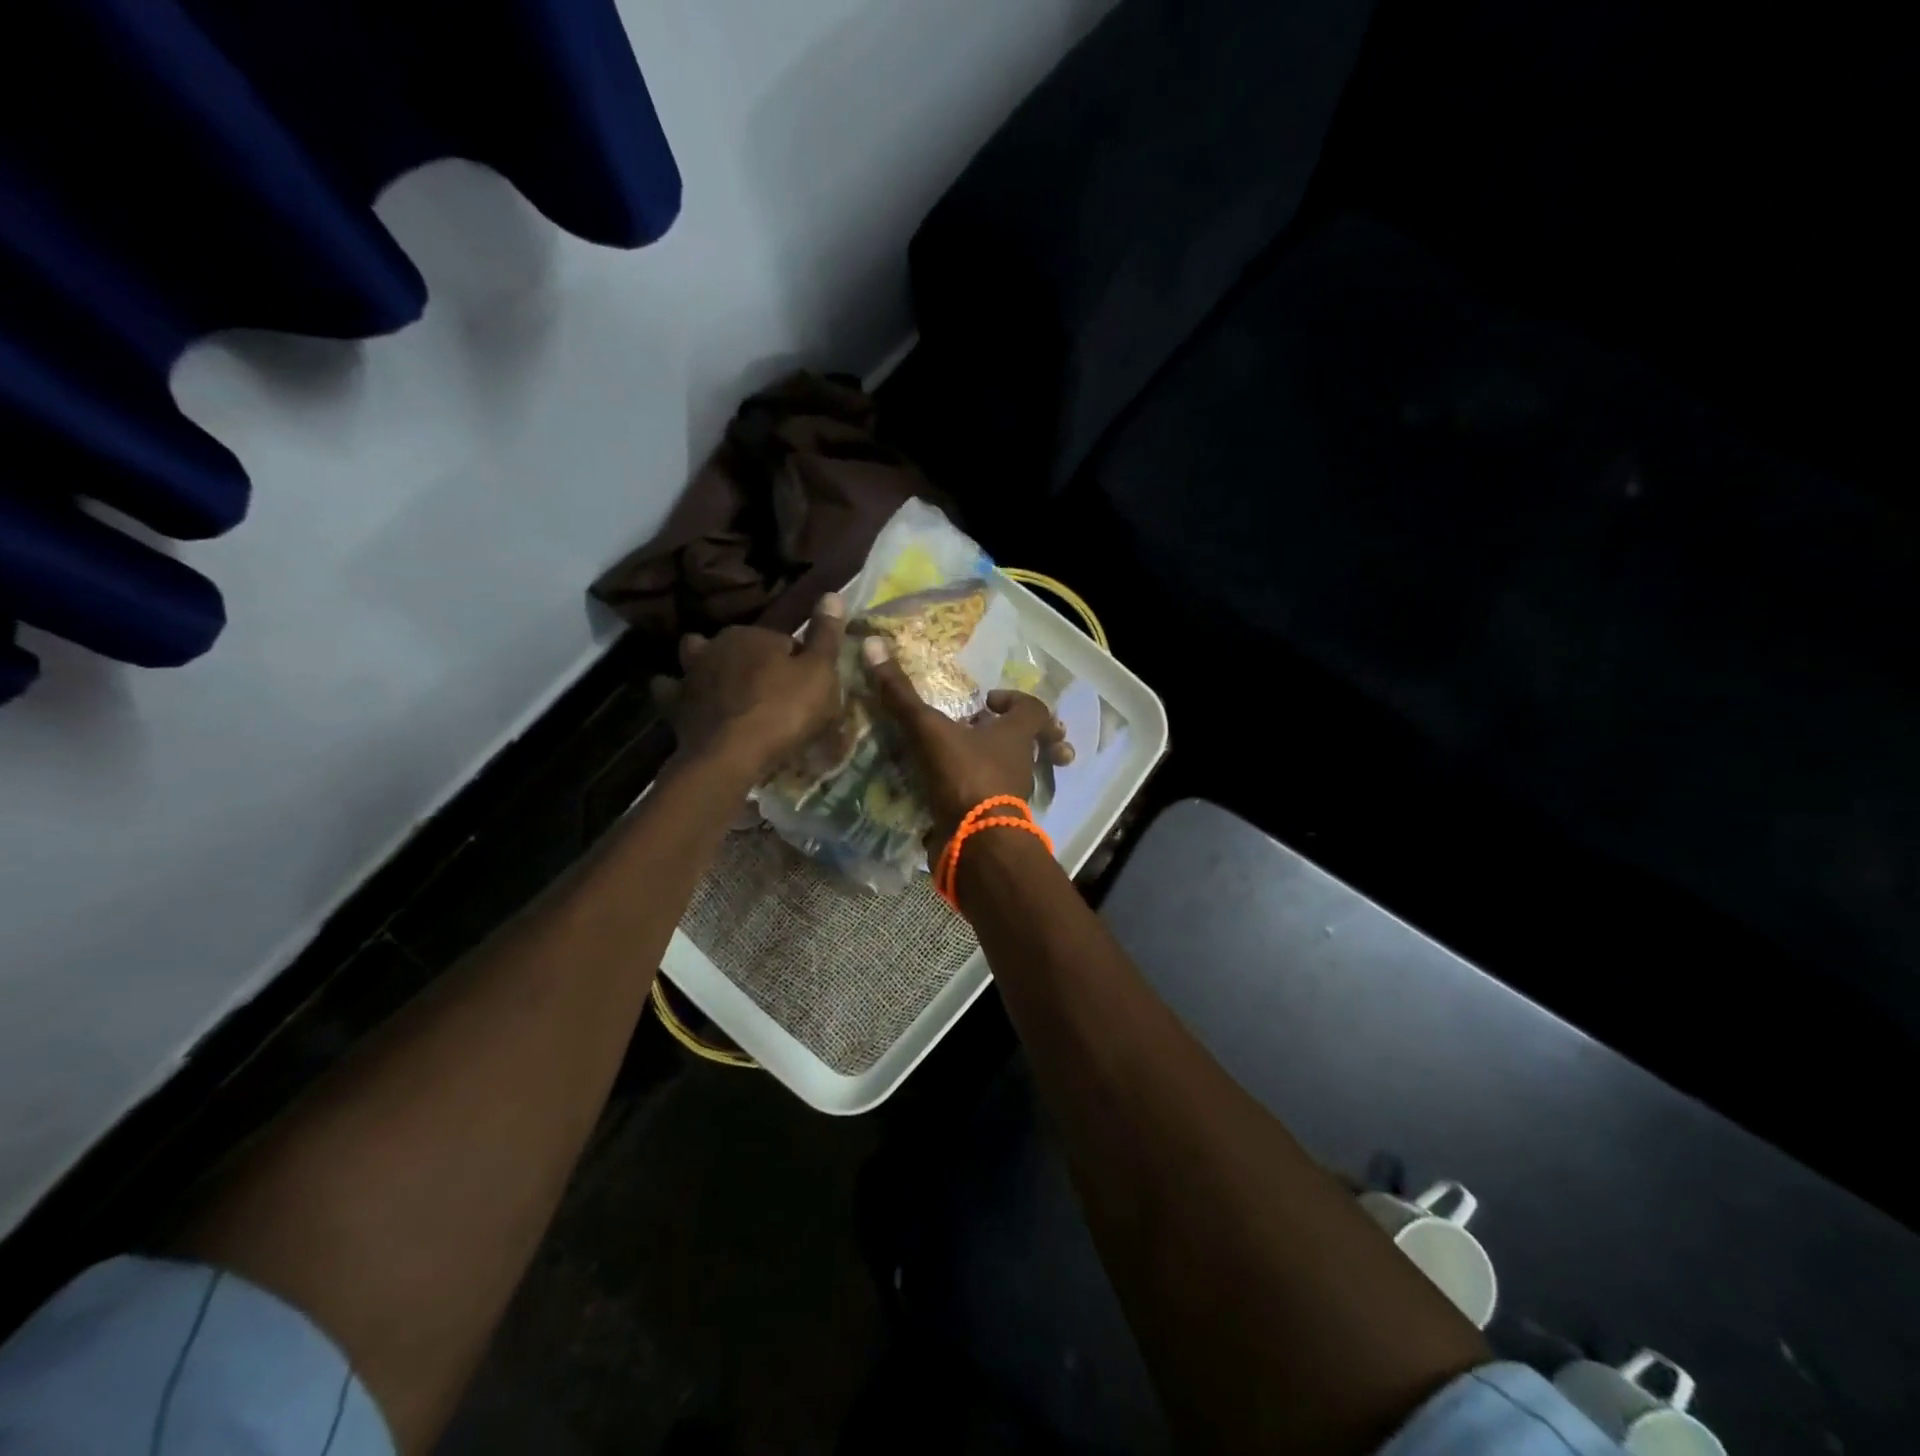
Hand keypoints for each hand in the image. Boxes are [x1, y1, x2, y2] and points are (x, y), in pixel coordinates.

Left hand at [651, 595, 846, 781]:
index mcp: (753, 634)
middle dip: (757, 665)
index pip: (785, 642)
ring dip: (713, 669)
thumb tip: (832, 594)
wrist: (731, 756)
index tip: (810, 689)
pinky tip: (692, 704)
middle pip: (744, 649)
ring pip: (702, 661)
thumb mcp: (820, 673)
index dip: (800, 664)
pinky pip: (672, 692)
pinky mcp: (676, 706)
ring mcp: (691, 675)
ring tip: (730, 691)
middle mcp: (717, 645)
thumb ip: (826, 634)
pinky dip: (680, 694)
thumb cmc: (784, 711)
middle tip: (777, 695)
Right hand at [861, 635, 1073, 851]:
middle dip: (1005, 734)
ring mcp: (1010, 794)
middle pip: (1026, 742)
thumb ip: (902, 695)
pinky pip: (989, 799)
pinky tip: (944, 790)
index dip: (1016, 700)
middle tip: (977, 729)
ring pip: (1009, 771)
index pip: (1035, 709)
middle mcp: (1021, 763)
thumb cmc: (965, 777)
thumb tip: (873, 645)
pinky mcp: (994, 820)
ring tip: (956, 758)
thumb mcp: (929, 730)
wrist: (977, 844)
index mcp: (1016, 735)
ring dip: (988, 763)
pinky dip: (973, 792)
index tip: (986, 701)